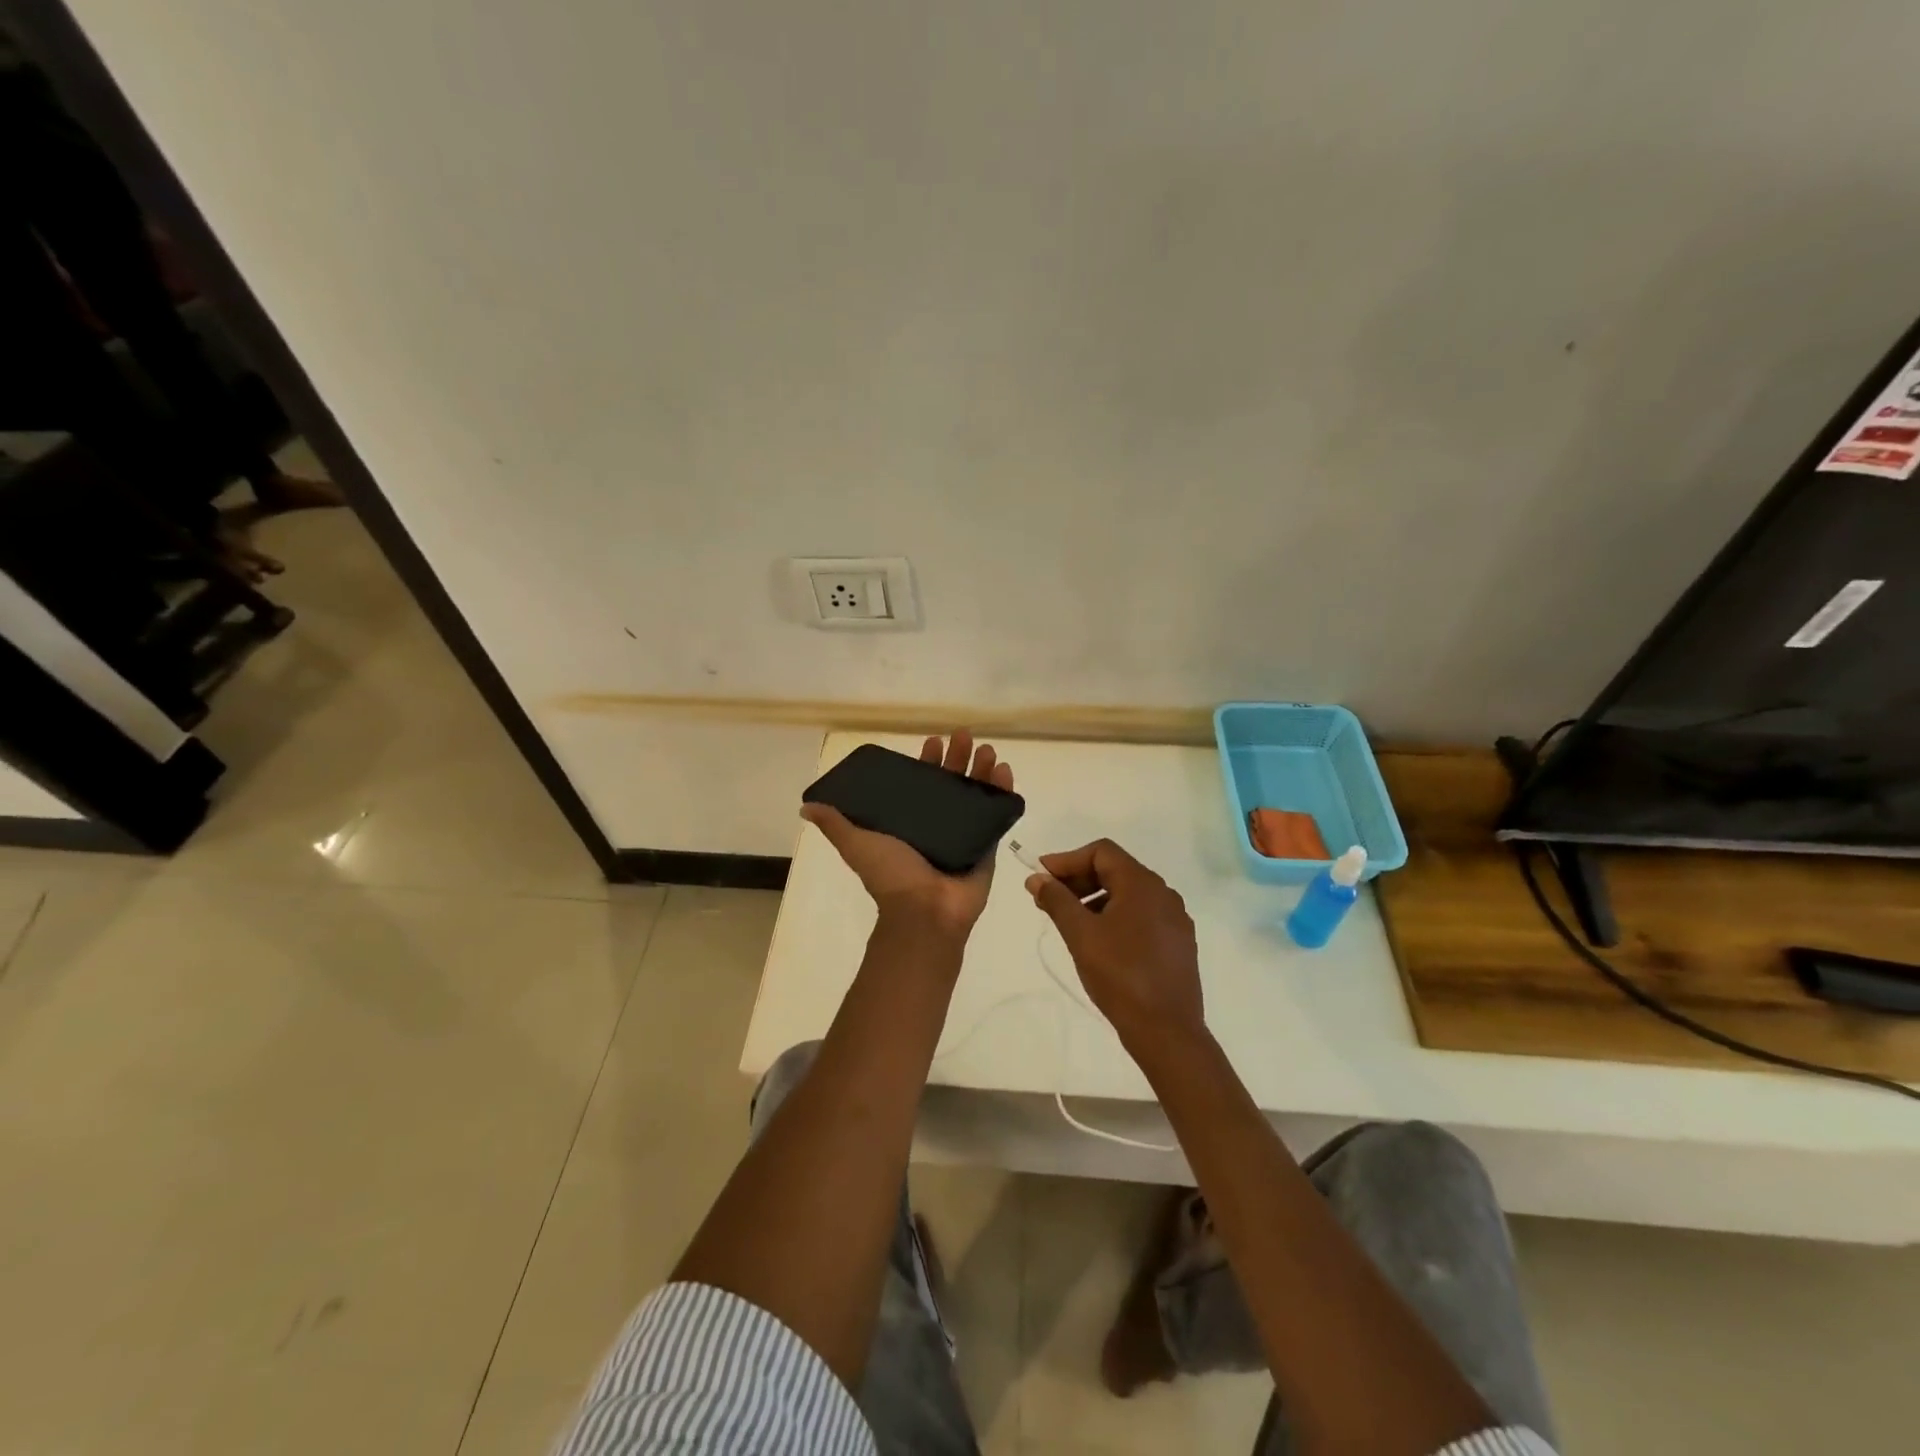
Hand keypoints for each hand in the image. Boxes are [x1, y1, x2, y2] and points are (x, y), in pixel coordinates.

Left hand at [801, 730, 1014, 939]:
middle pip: (951, 783)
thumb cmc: (891, 875)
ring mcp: (964, 834)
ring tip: (989, 750)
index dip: (927, 762)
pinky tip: (1005, 770)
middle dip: (958, 758)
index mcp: (909, 822)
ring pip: (976, 794)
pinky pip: (997, 814)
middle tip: (964, 736)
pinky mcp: (986, 845)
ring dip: (982, 770)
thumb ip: (836, 825)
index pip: (920, 784)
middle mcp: (937, 825)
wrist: (924, 912)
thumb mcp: (857, 844)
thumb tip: (807, 806)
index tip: (931, 742)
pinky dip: (1003, 792)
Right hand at [1025, 839, 1203, 1047]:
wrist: (1167, 1031)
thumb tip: (1037, 878)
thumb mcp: (1080, 935)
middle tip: (1048, 900)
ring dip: (1095, 898)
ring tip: (1070, 922)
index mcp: (1142, 884)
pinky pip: (1142, 915)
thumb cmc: (1120, 975)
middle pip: (1115, 870)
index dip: (1067, 860)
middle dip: (1079, 880)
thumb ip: (1057, 900)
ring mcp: (1175, 919)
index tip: (1042, 877)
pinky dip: (1115, 916)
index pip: (1101, 852)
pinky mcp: (1178, 943)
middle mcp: (1163, 893)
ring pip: (1128, 894)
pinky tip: (1099, 940)